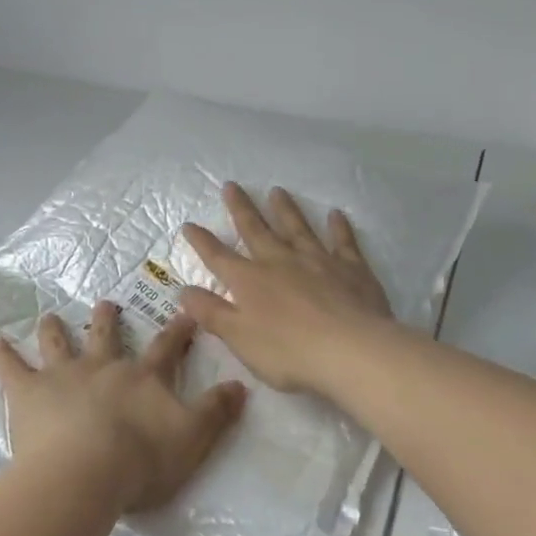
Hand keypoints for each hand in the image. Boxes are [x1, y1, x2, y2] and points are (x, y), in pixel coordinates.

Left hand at [0, 303, 247, 514]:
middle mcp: (103, 366)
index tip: (185, 311)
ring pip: (60, 344)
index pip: (165, 347)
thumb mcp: (193, 437)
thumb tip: (242, 385)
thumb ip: (217, 411)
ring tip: (50, 316)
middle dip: (109, 319)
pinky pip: (12, 368)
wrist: (85, 472)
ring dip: (56, 329)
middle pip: (106, 335)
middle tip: (107, 302)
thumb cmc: (141, 459)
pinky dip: (3, 354)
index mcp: (142, 377)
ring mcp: (64, 375)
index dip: (177, 330)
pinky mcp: (30, 393)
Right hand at [179, 183, 394, 400]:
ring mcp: (317, 260)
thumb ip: (212, 313)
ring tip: (277, 190)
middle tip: (231, 185)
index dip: (202, 241)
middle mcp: (280, 261)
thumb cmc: (289, 351)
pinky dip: (338, 227)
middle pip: (256, 230)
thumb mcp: (239, 338)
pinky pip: (342, 241)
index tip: (189, 224)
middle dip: (241, 208)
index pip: (219, 257)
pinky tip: (336, 214)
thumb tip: (184, 291)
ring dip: (285, 209)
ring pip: (297, 227)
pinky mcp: (351, 267)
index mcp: (250, 281)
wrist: (350, 349)